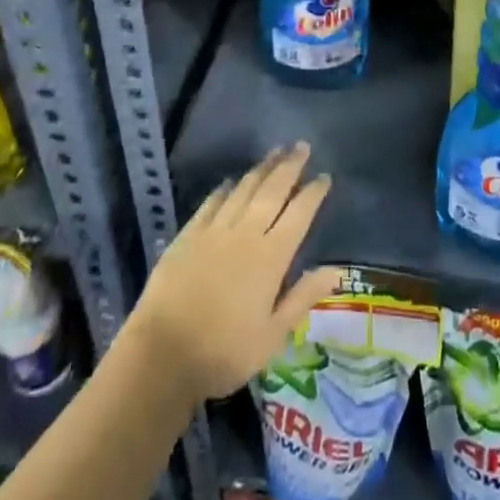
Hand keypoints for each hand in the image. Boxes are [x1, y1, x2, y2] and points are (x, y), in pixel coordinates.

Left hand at [125, 143, 341, 401]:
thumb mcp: (272, 336)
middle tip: (301, 145)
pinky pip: (211, 203)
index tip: (324, 176)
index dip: (313, 193)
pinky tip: (231, 181)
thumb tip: (337, 270)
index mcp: (271, 257)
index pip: (299, 214)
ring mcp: (215, 230)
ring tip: (275, 151)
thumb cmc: (224, 353)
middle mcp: (246, 233)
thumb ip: (303, 297)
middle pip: (272, 191)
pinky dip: (225, 189)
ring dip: (261, 168)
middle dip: (289, 166)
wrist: (162, 354)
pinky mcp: (189, 234)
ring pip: (243, 189)